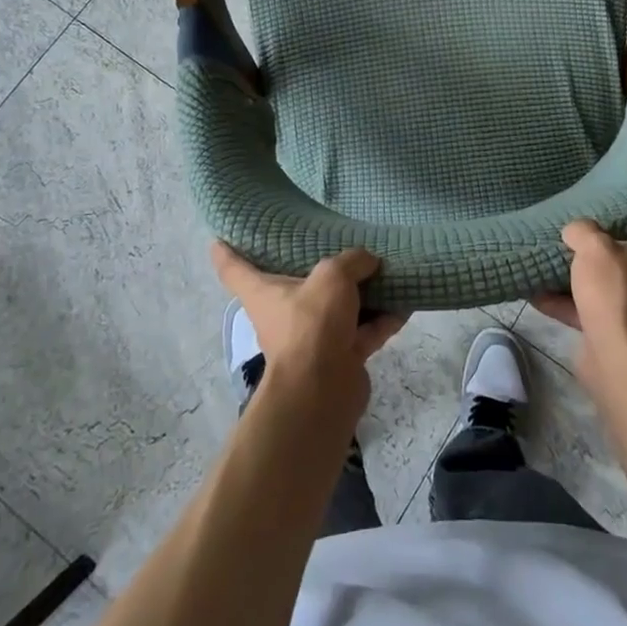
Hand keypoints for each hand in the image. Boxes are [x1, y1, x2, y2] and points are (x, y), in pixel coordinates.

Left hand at [211, 244, 405, 412]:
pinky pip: (363, 331)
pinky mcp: (339, 356)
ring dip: (359, 294)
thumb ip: (352, 261)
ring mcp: (312, 337)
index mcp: (264, 292)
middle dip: (312, 268)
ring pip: (336, 308)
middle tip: (331, 242)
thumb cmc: (312, 323)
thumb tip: (369, 261)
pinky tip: (405, 303)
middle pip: (293, 285)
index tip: (221, 235)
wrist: (324, 390)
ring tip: (383, 269)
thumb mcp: (333, 276)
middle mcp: (283, 313)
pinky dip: (382, 319)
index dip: (226, 250)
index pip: (234, 267)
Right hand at [532, 218, 626, 389]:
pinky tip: (536, 291)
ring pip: (609, 279)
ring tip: (553, 254)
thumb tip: (575, 231)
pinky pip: (590, 307)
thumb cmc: (616, 292)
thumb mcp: (593, 247)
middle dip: (606, 238)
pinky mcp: (619, 328)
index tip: (621, 196)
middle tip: (580, 222)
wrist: (619, 360)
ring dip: (583, 272)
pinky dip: (567, 302)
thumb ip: (582, 230)